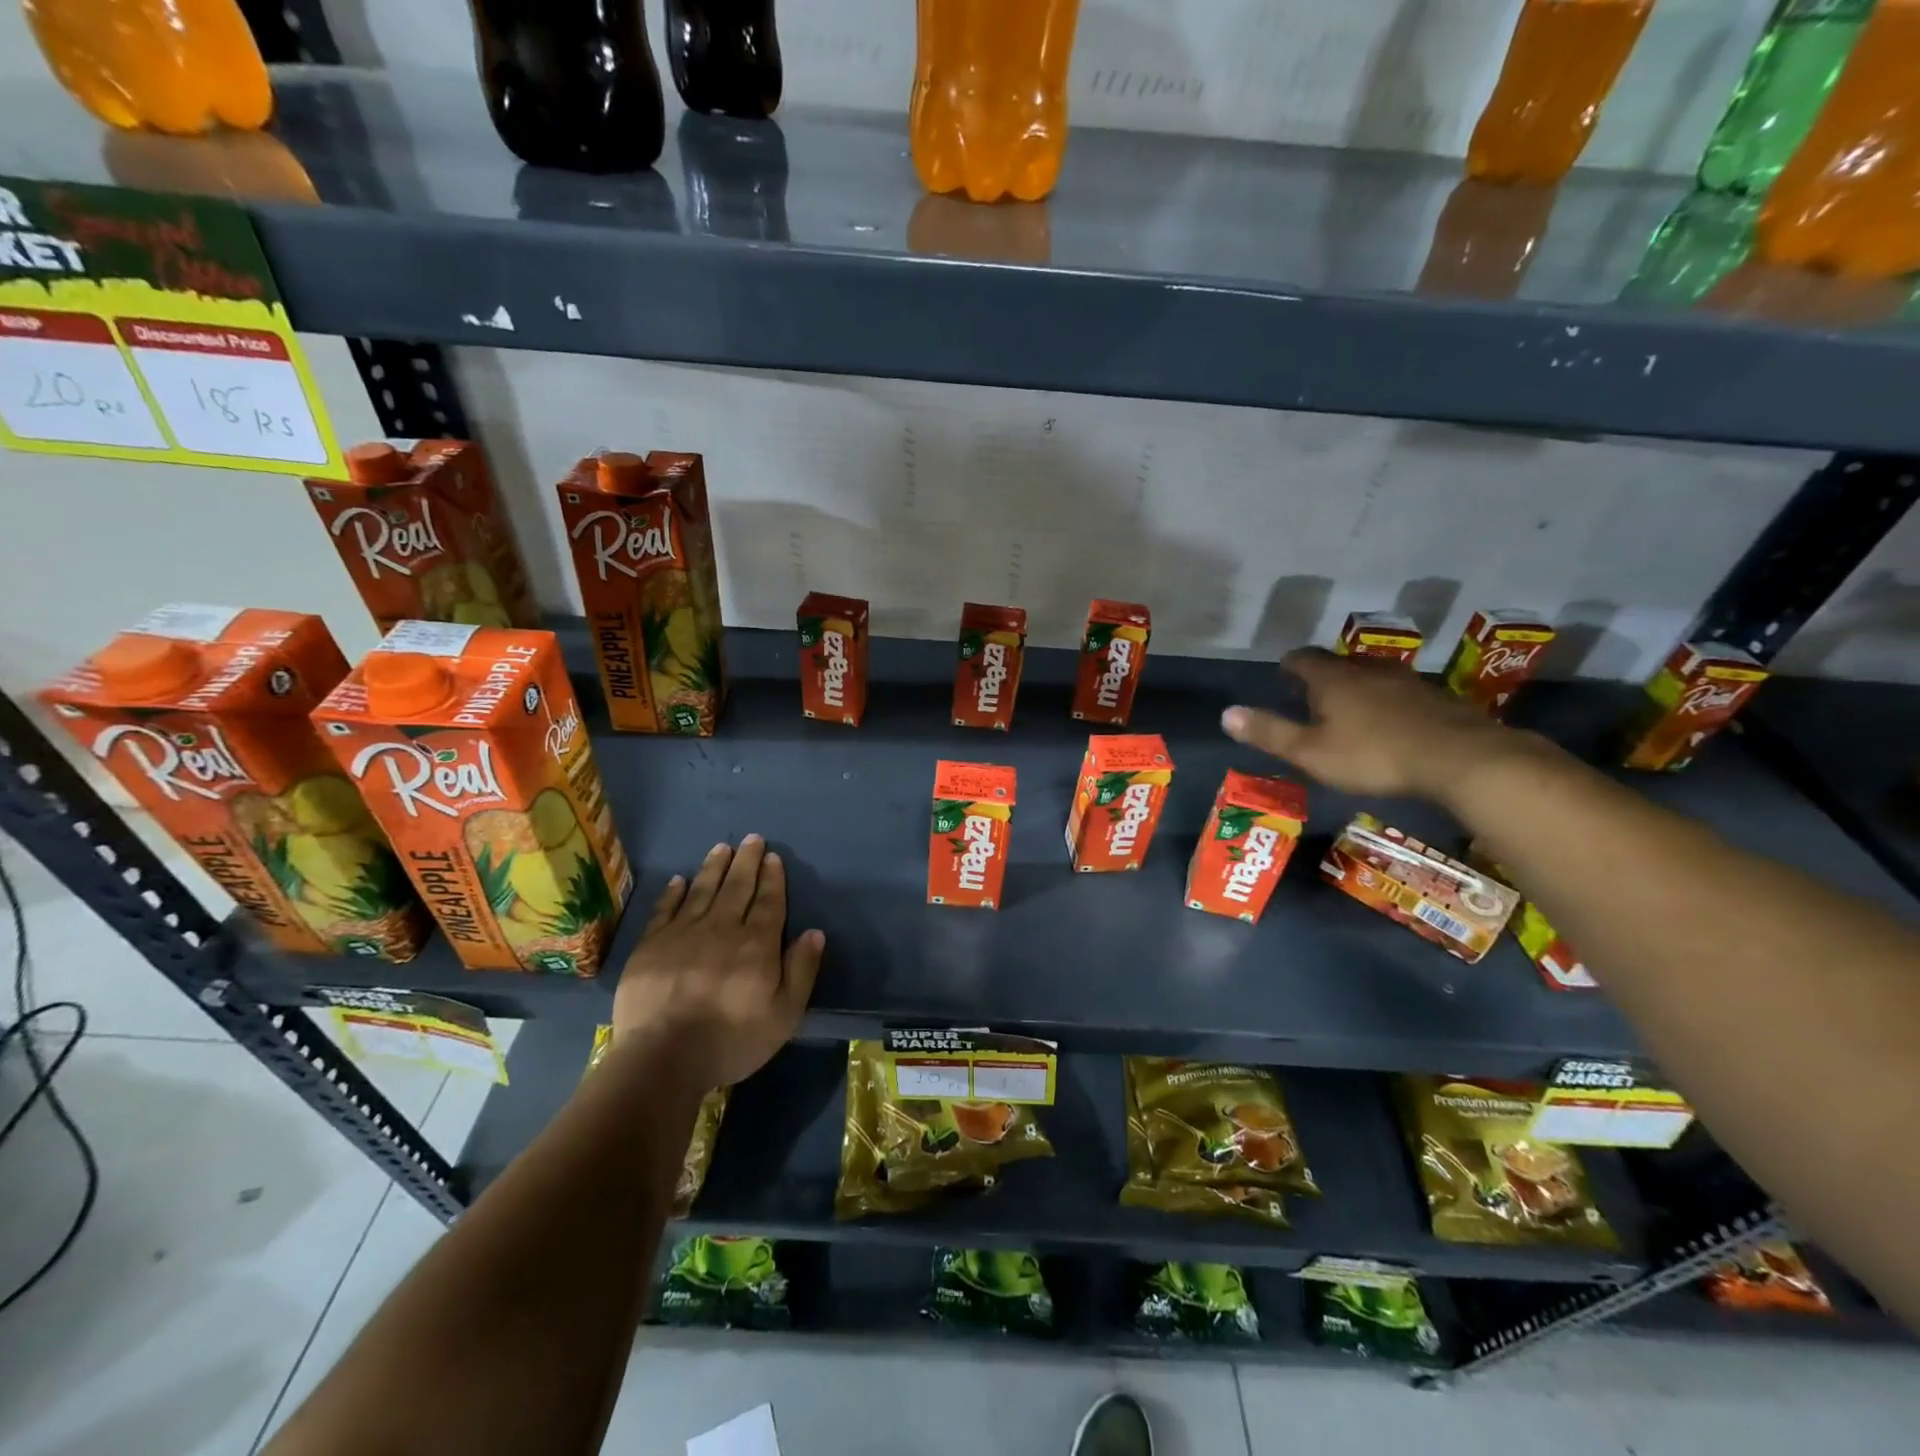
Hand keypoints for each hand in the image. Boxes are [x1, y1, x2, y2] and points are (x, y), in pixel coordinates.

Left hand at [611, 835, 825, 1089]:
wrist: (662, 1058)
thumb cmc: (731, 1041)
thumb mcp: (784, 1015)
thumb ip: (801, 971)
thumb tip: (814, 932)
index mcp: (757, 944)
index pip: (769, 902)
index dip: (772, 878)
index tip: (773, 857)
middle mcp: (722, 929)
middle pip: (737, 887)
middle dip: (747, 861)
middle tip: (752, 838)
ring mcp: (682, 934)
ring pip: (702, 890)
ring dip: (714, 867)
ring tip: (722, 847)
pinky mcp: (651, 945)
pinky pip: (665, 909)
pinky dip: (674, 892)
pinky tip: (679, 880)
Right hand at [1220, 648, 1515, 801]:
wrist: (1461, 757)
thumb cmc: (1373, 755)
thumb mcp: (1311, 752)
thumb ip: (1269, 732)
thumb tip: (1226, 713)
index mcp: (1332, 679)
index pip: (1301, 659)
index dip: (1288, 667)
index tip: (1282, 677)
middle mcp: (1366, 670)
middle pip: (1337, 664)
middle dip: (1321, 677)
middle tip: (1310, 697)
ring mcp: (1405, 680)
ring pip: (1370, 676)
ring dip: (1355, 687)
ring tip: (1347, 709)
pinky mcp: (1435, 697)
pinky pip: (1399, 692)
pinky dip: (1386, 702)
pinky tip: (1389, 724)